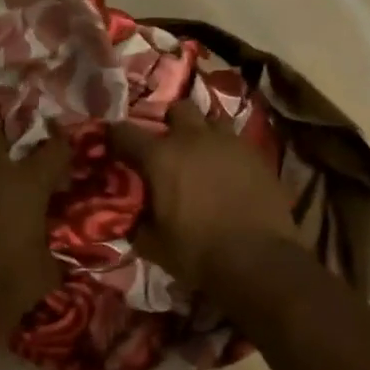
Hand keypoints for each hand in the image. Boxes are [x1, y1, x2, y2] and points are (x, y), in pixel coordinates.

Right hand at [112, 100, 300, 289]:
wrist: (258, 260)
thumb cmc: (198, 252)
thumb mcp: (154, 244)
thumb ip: (136, 222)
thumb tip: (129, 216)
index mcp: (161, 157)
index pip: (124, 132)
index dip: (114, 137)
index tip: (111, 146)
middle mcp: (194, 138)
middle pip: (177, 109)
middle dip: (169, 123)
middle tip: (167, 147)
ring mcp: (229, 143)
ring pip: (211, 120)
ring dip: (202, 133)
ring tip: (200, 155)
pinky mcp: (257, 155)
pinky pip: (236, 142)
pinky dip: (226, 152)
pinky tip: (227, 172)